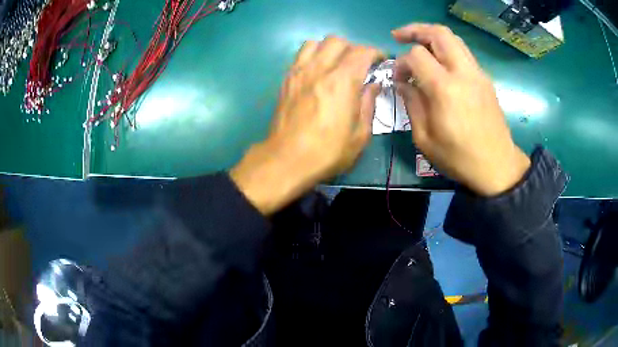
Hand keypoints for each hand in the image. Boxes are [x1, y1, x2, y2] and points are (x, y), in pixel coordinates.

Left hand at [231, 37, 383, 214]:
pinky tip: (318, 71)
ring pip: (316, 43)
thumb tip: (373, 85)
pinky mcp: (287, 79)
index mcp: (343, 80)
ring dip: (330, 48)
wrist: (287, 159)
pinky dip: (313, 55)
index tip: (381, 61)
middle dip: (353, 48)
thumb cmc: (328, 151)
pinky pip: (300, 55)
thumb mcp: (360, 134)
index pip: (362, 51)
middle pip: (337, 41)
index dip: (375, 52)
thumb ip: (369, 104)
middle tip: (359, 64)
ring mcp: (300, 72)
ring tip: (336, 63)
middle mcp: (320, 68)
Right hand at [392, 24, 530, 195]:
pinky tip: (440, 63)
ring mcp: (477, 74)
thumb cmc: (459, 158)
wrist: (497, 166)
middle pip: (438, 33)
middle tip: (399, 36)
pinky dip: (447, 49)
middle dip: (415, 30)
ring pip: (453, 39)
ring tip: (418, 44)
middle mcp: (463, 73)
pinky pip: (463, 53)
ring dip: (432, 36)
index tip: (398, 79)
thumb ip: (412, 104)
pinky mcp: (485, 79)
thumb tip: (402, 84)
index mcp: (445, 89)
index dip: (400, 62)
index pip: (416, 55)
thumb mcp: (425, 138)